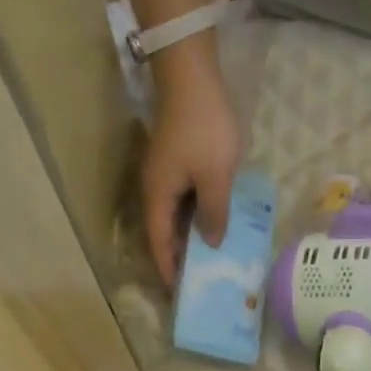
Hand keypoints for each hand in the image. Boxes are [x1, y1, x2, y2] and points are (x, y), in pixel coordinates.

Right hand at [142, 42, 241, 286]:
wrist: (193, 78)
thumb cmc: (204, 130)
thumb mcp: (216, 176)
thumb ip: (214, 213)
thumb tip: (211, 243)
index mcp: (158, 196)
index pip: (158, 243)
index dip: (168, 268)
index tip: (179, 292)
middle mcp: (154, 189)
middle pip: (163, 231)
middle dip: (178, 256)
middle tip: (199, 279)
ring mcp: (164, 173)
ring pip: (174, 214)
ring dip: (188, 235)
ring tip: (210, 256)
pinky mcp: (176, 161)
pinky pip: (183, 198)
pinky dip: (195, 214)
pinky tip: (214, 219)